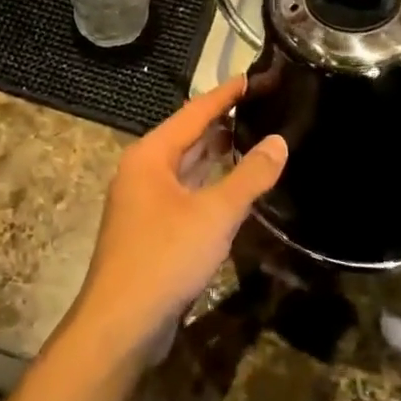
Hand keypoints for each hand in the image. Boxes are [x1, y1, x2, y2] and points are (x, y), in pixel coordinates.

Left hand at [67, 76, 286, 362]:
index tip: (254, 77)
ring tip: (255, 136)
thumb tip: (279, 142)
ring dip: (217, 154)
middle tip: (262, 106)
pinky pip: (186, 193)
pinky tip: (234, 186)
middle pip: (188, 136)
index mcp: (150, 155)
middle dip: (223, 122)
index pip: (194, 112)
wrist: (121, 323)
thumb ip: (249, 176)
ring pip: (187, 167)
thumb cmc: (164, 257)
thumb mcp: (215, 214)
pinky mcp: (152, 229)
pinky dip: (210, 183)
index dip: (225, 94)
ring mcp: (145, 201)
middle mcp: (143, 171)